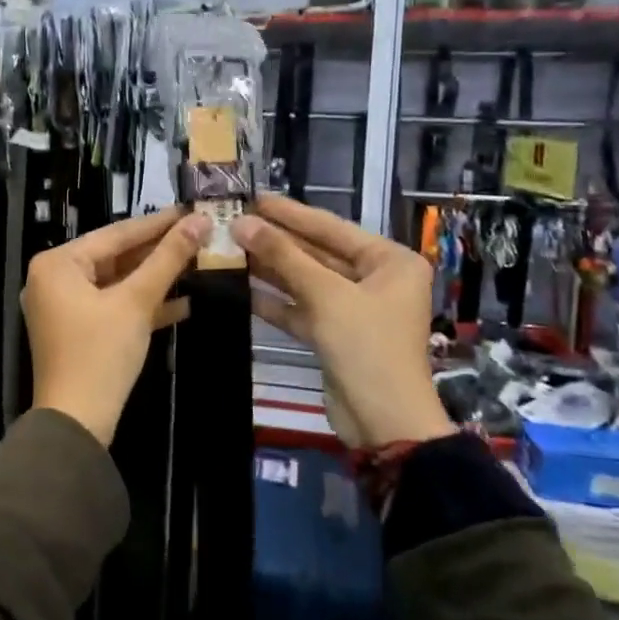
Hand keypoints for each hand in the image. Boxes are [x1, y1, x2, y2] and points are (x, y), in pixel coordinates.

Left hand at [23, 208, 209, 444]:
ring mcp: (64, 307)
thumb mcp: (136, 302)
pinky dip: (143, 305)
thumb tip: (200, 221)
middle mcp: (54, 279)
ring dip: (156, 279)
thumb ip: (168, 259)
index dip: (158, 223)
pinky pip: (113, 307)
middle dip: (159, 252)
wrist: (77, 423)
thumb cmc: (100, 353)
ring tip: (198, 264)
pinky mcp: (78, 331)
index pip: (115, 234)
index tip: (192, 209)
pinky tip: (184, 303)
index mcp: (58, 263)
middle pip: (116, 257)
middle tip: (200, 234)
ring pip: (117, 283)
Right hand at [236, 193, 454, 447]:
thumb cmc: (367, 347)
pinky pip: (301, 308)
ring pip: (306, 280)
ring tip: (229, 248)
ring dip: (270, 268)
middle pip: (317, 252)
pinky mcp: (334, 334)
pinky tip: (240, 286)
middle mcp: (375, 279)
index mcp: (390, 261)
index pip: (331, 227)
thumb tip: (242, 222)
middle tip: (233, 221)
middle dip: (276, 241)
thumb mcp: (326, 295)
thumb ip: (283, 256)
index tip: (253, 197)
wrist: (384, 422)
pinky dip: (275, 300)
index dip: (290, 212)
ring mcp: (354, 308)